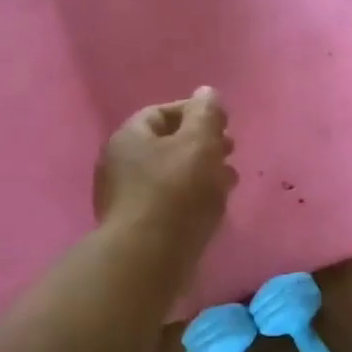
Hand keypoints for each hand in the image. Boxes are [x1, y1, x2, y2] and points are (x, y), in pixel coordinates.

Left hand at [95, 87, 238, 247]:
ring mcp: (126, 198)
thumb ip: (206, 114)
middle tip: (230, 151)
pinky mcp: (138, 227)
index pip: (162, 113)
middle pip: (166, 145)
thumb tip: (207, 93)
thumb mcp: (199, 142)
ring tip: (229, 181)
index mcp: (129, 137)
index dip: (195, 113)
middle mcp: (120, 164)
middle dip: (202, 145)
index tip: (224, 123)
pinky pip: (169, 203)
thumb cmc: (175, 191)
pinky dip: (192, 198)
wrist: (148, 257)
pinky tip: (213, 208)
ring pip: (170, 176)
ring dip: (201, 173)